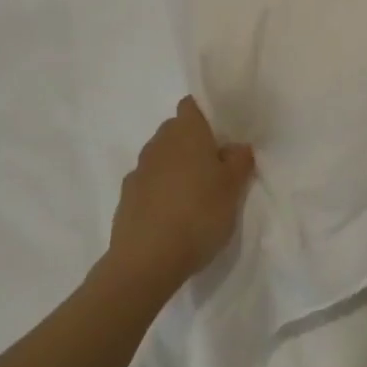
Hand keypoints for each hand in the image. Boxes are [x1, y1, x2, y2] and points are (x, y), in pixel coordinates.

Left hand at [109, 97, 254, 290]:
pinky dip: (162, 191)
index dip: (207, 114)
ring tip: (197, 195)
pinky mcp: (126, 198)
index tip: (224, 134)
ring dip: (178, 168)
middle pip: (177, 131)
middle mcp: (158, 144)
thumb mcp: (234, 187)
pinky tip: (175, 215)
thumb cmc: (199, 214)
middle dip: (195, 143)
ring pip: (163, 158)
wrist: (146, 261)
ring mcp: (138, 171)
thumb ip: (239, 160)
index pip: (192, 105)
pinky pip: (150, 184)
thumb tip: (234, 147)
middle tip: (218, 167)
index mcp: (186, 132)